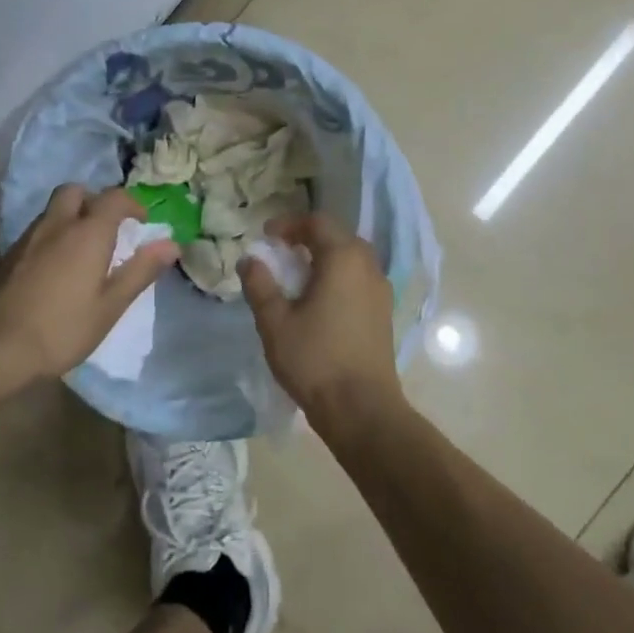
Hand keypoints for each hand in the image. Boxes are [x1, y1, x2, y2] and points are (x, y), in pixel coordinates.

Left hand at [0, 185, 181, 382]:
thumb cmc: (63, 328)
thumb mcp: (111, 305)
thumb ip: (141, 270)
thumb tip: (171, 244)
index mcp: (88, 232)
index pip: (114, 197)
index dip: (132, 204)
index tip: (142, 222)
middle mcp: (58, 225)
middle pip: (77, 191)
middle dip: (95, 200)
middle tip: (109, 227)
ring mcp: (30, 237)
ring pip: (54, 209)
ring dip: (73, 216)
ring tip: (86, 248)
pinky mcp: (11, 255)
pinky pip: (39, 229)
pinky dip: (55, 234)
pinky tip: (58, 266)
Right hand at [238, 212, 403, 434]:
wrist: (362, 409)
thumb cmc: (315, 360)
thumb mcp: (275, 322)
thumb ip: (260, 285)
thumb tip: (250, 260)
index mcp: (343, 259)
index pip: (317, 222)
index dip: (289, 224)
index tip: (265, 237)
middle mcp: (368, 266)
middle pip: (338, 236)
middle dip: (307, 238)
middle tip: (280, 253)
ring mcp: (380, 290)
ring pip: (351, 258)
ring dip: (324, 257)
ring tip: (296, 276)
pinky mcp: (383, 312)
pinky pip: (359, 279)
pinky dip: (337, 277)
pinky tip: (319, 301)